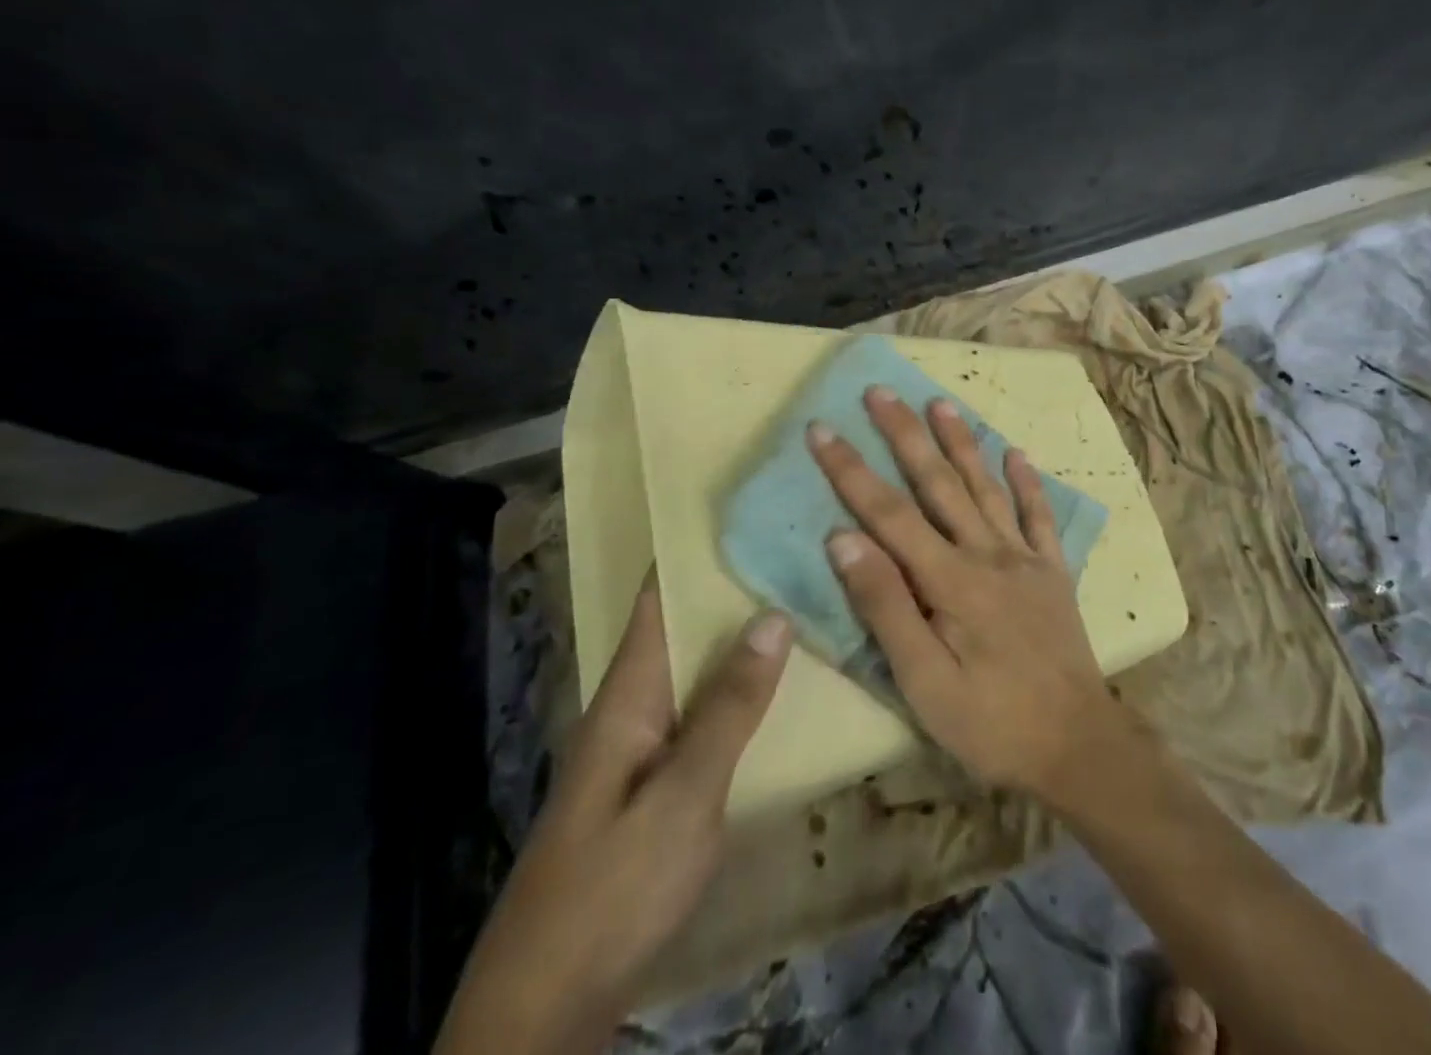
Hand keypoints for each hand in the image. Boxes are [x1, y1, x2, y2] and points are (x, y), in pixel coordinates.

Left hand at [434, 581, 790, 1054]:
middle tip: (796, 546)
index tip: (746, 509)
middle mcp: (634, 705)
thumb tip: (772, 614)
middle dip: (732, 585)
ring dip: (739, 634)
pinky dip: (739, 684)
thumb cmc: (613, 886)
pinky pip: (704, 708)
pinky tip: (780, 683)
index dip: (694, 550)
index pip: (658, 598)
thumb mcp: (682, 796)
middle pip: (683, 627)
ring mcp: (644, 745)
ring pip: (697, 667)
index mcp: (628, 694)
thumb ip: (728, 708)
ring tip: (801, 597)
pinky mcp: (658, 780)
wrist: (547, 1004)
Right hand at [805, 386, 1125, 801]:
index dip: (851, 470)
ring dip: (961, 442)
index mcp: (951, 580)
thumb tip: (843, 539)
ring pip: (986, 487)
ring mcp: (1025, 558)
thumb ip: (885, 606)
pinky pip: (1040, 515)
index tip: (822, 429)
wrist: (1078, 745)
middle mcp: (988, 553)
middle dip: (905, 435)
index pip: (889, 513)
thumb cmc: (991, 722)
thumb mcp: (924, 681)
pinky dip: (1027, 482)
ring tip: (939, 403)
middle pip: (939, 483)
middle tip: (880, 391)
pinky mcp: (1053, 570)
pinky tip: (1017, 453)